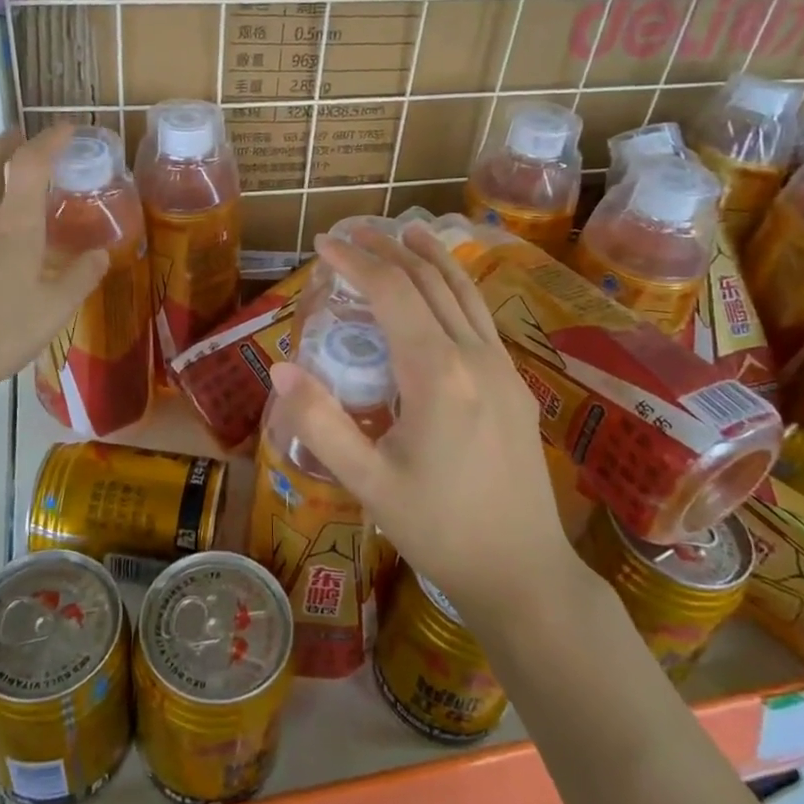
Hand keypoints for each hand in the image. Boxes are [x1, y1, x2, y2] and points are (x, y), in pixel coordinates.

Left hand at [0, 125, 107, 404]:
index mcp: (15, 225)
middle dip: (8, 141)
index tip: (68, 128)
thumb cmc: (0, 330)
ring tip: (1, 177)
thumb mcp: (55, 309)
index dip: (50, 139)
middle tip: (25, 138)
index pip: (31, 164)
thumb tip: (101, 254)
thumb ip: (81, 277)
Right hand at [266, 222, 581, 624]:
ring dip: (431, 259)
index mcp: (437, 373)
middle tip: (353, 231)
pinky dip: (455, 288)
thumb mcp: (368, 483)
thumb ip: (320, 423)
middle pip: (428, 282)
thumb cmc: (439, 528)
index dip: (356, 261)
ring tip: (406, 232)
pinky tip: (445, 291)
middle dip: (388, 250)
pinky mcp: (515, 385)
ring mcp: (502, 368)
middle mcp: (474, 356)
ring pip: (464, 293)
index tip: (324, 243)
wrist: (523, 572)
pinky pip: (481, 317)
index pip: (392, 293)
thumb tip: (281, 369)